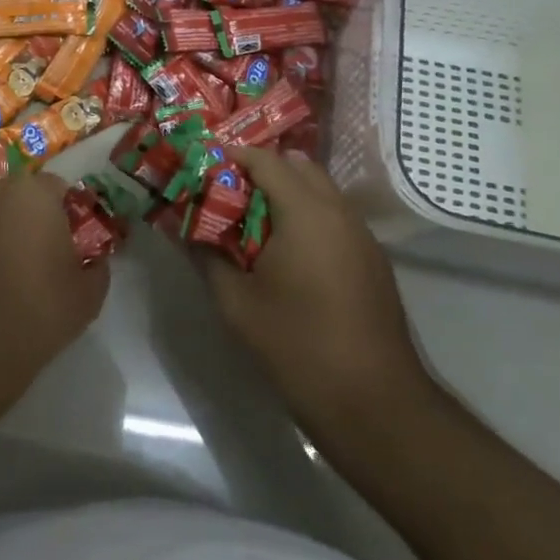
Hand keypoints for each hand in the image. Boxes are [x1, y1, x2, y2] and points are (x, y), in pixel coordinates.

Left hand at [0, 173, 109, 377]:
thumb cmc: (39, 309)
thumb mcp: (89, 294)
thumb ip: (97, 266)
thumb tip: (95, 260)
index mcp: (33, 193)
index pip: (57, 187)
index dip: (64, 212)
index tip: (67, 241)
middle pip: (15, 195)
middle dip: (25, 217)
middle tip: (33, 255)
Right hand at [202, 148, 434, 431]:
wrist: (373, 403)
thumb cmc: (296, 345)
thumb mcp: (236, 302)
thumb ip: (207, 257)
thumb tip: (186, 231)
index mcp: (306, 213)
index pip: (267, 161)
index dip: (233, 157)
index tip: (203, 166)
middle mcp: (339, 213)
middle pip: (299, 169)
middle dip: (261, 172)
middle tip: (226, 193)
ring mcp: (362, 237)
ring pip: (321, 193)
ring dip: (287, 195)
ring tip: (250, 222)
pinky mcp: (373, 261)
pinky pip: (335, 218)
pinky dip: (307, 217)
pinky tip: (285, 252)